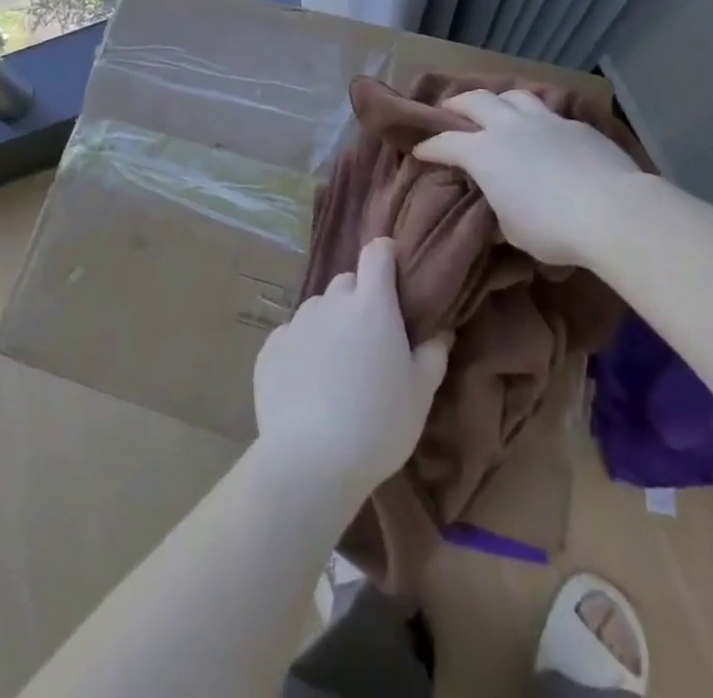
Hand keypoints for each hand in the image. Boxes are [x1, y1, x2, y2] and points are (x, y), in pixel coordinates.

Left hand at [253, 238, 449, 496]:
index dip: (386, 254)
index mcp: (371, 305)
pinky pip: (292, 336)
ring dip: (330, 324)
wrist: (311, 459)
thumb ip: (433, 354)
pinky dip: (303, 349)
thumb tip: (441, 330)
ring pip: (318, 309)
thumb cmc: (378, 424)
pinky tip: (308, 384)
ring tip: (337, 367)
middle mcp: (331, 303)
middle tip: (370, 338)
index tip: (394, 271)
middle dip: (360, 299)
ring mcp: (297, 322)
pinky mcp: (270, 347)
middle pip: (347, 283)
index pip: (377, 253)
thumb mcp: (420, 394)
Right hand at [413, 88, 649, 266]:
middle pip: (475, 101)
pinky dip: (536, 118)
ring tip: (496, 108)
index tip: (420, 150)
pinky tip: (542, 132)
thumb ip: (499, 208)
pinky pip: (548, 112)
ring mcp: (544, 121)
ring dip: (498, 100)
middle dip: (457, 104)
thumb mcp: (513, 229)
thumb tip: (499, 204)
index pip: (445, 144)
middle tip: (449, 110)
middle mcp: (508, 127)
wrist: (613, 210)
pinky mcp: (576, 125)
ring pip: (513, 96)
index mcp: (483, 152)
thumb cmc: (552, 227)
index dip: (429, 147)